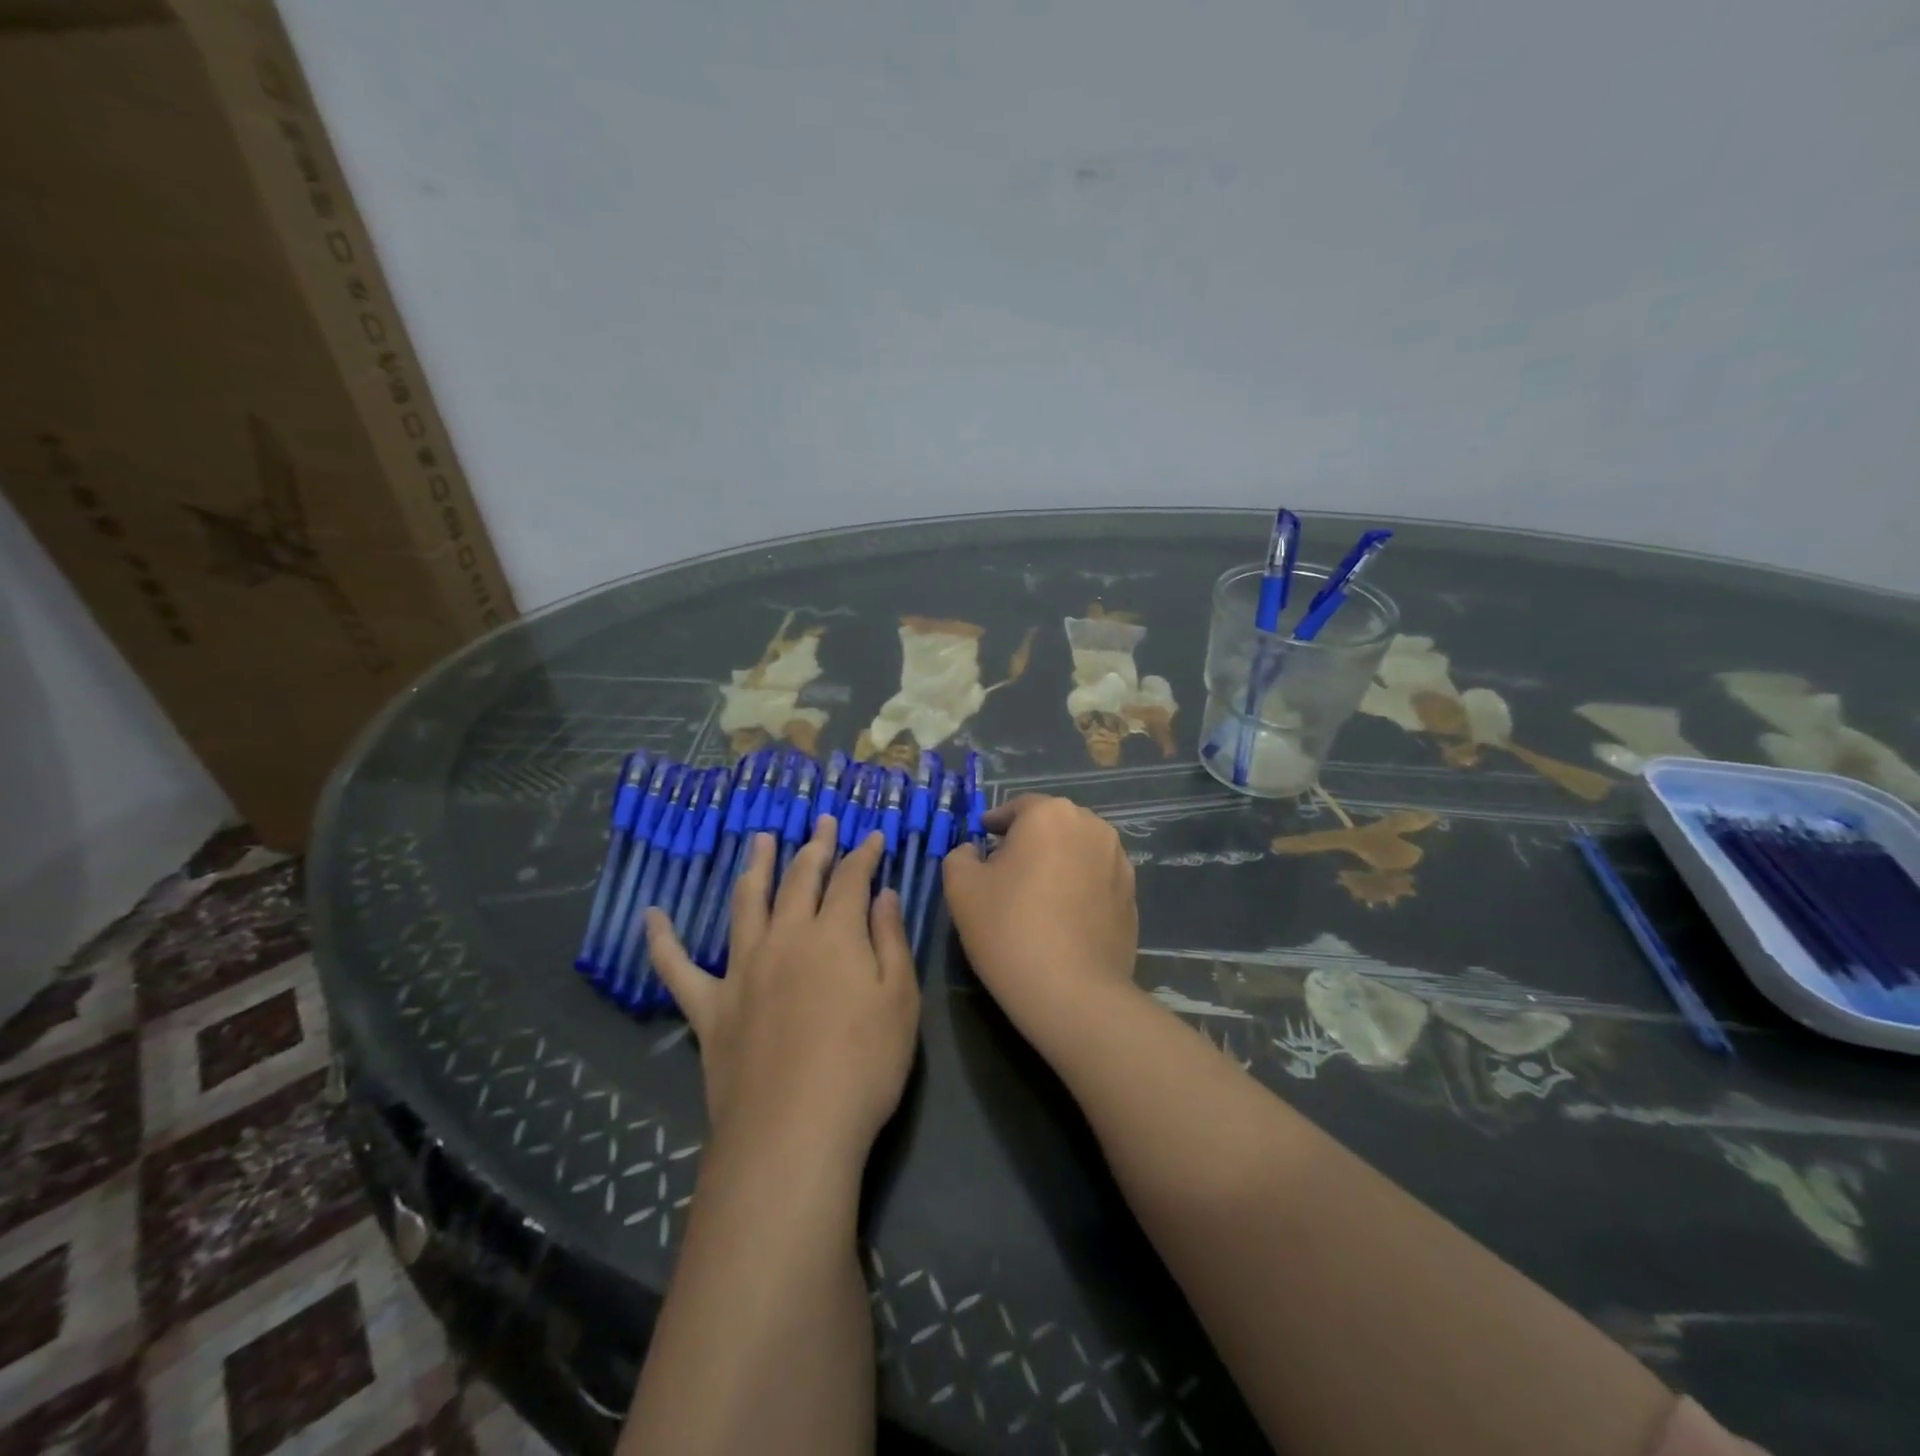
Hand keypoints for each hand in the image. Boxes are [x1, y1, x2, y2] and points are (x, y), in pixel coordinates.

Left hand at [646, 819, 920, 1165]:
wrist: (792, 1131)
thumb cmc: (863, 1066)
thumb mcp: (900, 1000)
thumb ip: (890, 941)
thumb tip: (884, 894)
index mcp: (835, 934)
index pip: (852, 879)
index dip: (864, 854)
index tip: (872, 836)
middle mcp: (786, 938)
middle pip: (800, 880)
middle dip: (814, 847)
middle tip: (820, 822)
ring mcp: (742, 969)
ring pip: (747, 904)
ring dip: (756, 868)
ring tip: (761, 840)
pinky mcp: (709, 1007)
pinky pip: (678, 968)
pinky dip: (663, 941)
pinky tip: (652, 917)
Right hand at [941, 795, 1139, 1038]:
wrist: (1072, 992)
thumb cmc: (1009, 929)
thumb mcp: (961, 887)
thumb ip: (961, 855)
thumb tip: (976, 851)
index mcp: (1050, 814)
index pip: (1016, 808)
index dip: (994, 825)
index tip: (981, 844)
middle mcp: (1092, 826)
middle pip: (1051, 825)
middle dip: (1028, 842)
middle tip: (1004, 872)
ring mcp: (1119, 861)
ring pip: (1077, 850)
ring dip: (1056, 862)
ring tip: (1036, 895)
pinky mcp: (1132, 895)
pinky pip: (1096, 879)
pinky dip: (1078, 887)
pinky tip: (1063, 917)